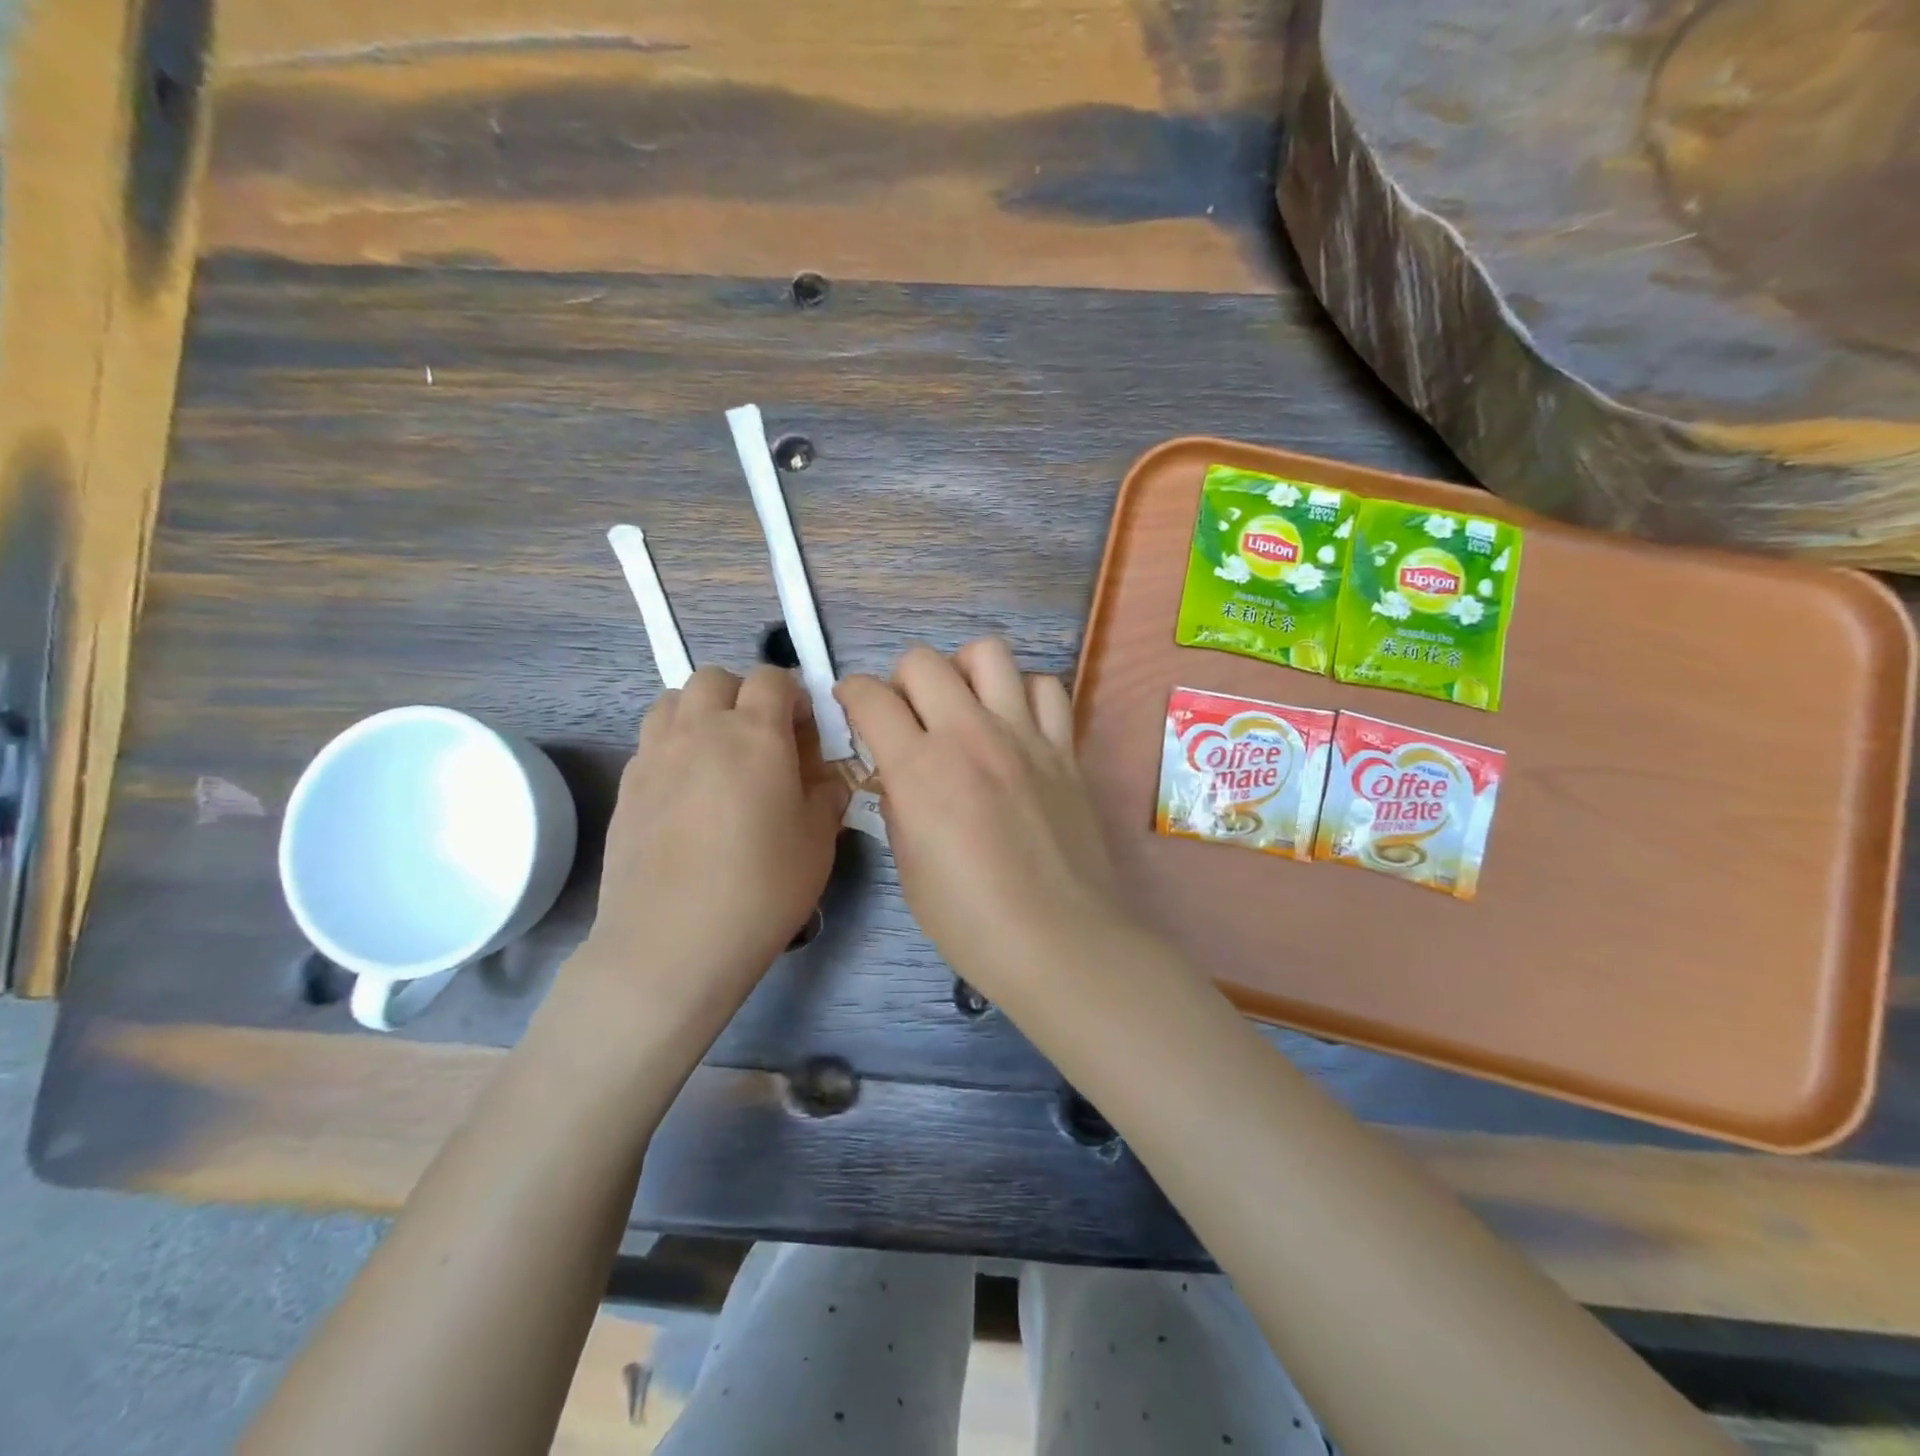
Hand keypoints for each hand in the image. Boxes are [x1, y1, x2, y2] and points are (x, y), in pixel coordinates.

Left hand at [583, 665, 848, 1008]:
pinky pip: (651, 741)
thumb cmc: (762, 887)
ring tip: (718, 755)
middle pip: (716, 678)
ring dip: (701, 712)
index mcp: (755, 734)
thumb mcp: (818, 841)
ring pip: (674, 701)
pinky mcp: (627, 786)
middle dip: (742, 694)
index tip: (803, 731)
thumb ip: (827, 795)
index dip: (792, 695)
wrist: (673, 941)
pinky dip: (673, 746)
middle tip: (760, 738)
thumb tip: (824, 779)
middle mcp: (701, 730)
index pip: (773, 679)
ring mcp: (655, 755)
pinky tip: (687, 792)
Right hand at [836, 639, 1123, 995]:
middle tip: (907, 715)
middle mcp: (970, 735)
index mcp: (920, 769)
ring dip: (963, 670)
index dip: (851, 695)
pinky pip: (1046, 688)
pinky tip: (1016, 723)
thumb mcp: (909, 868)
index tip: (853, 709)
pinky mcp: (1064, 749)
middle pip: (923, 661)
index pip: (870, 697)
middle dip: (901, 680)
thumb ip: (898, 806)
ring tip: (963, 705)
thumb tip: (898, 775)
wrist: (1058, 941)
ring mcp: (1024, 736)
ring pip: (989, 653)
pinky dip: (1024, 693)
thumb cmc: (971, 921)